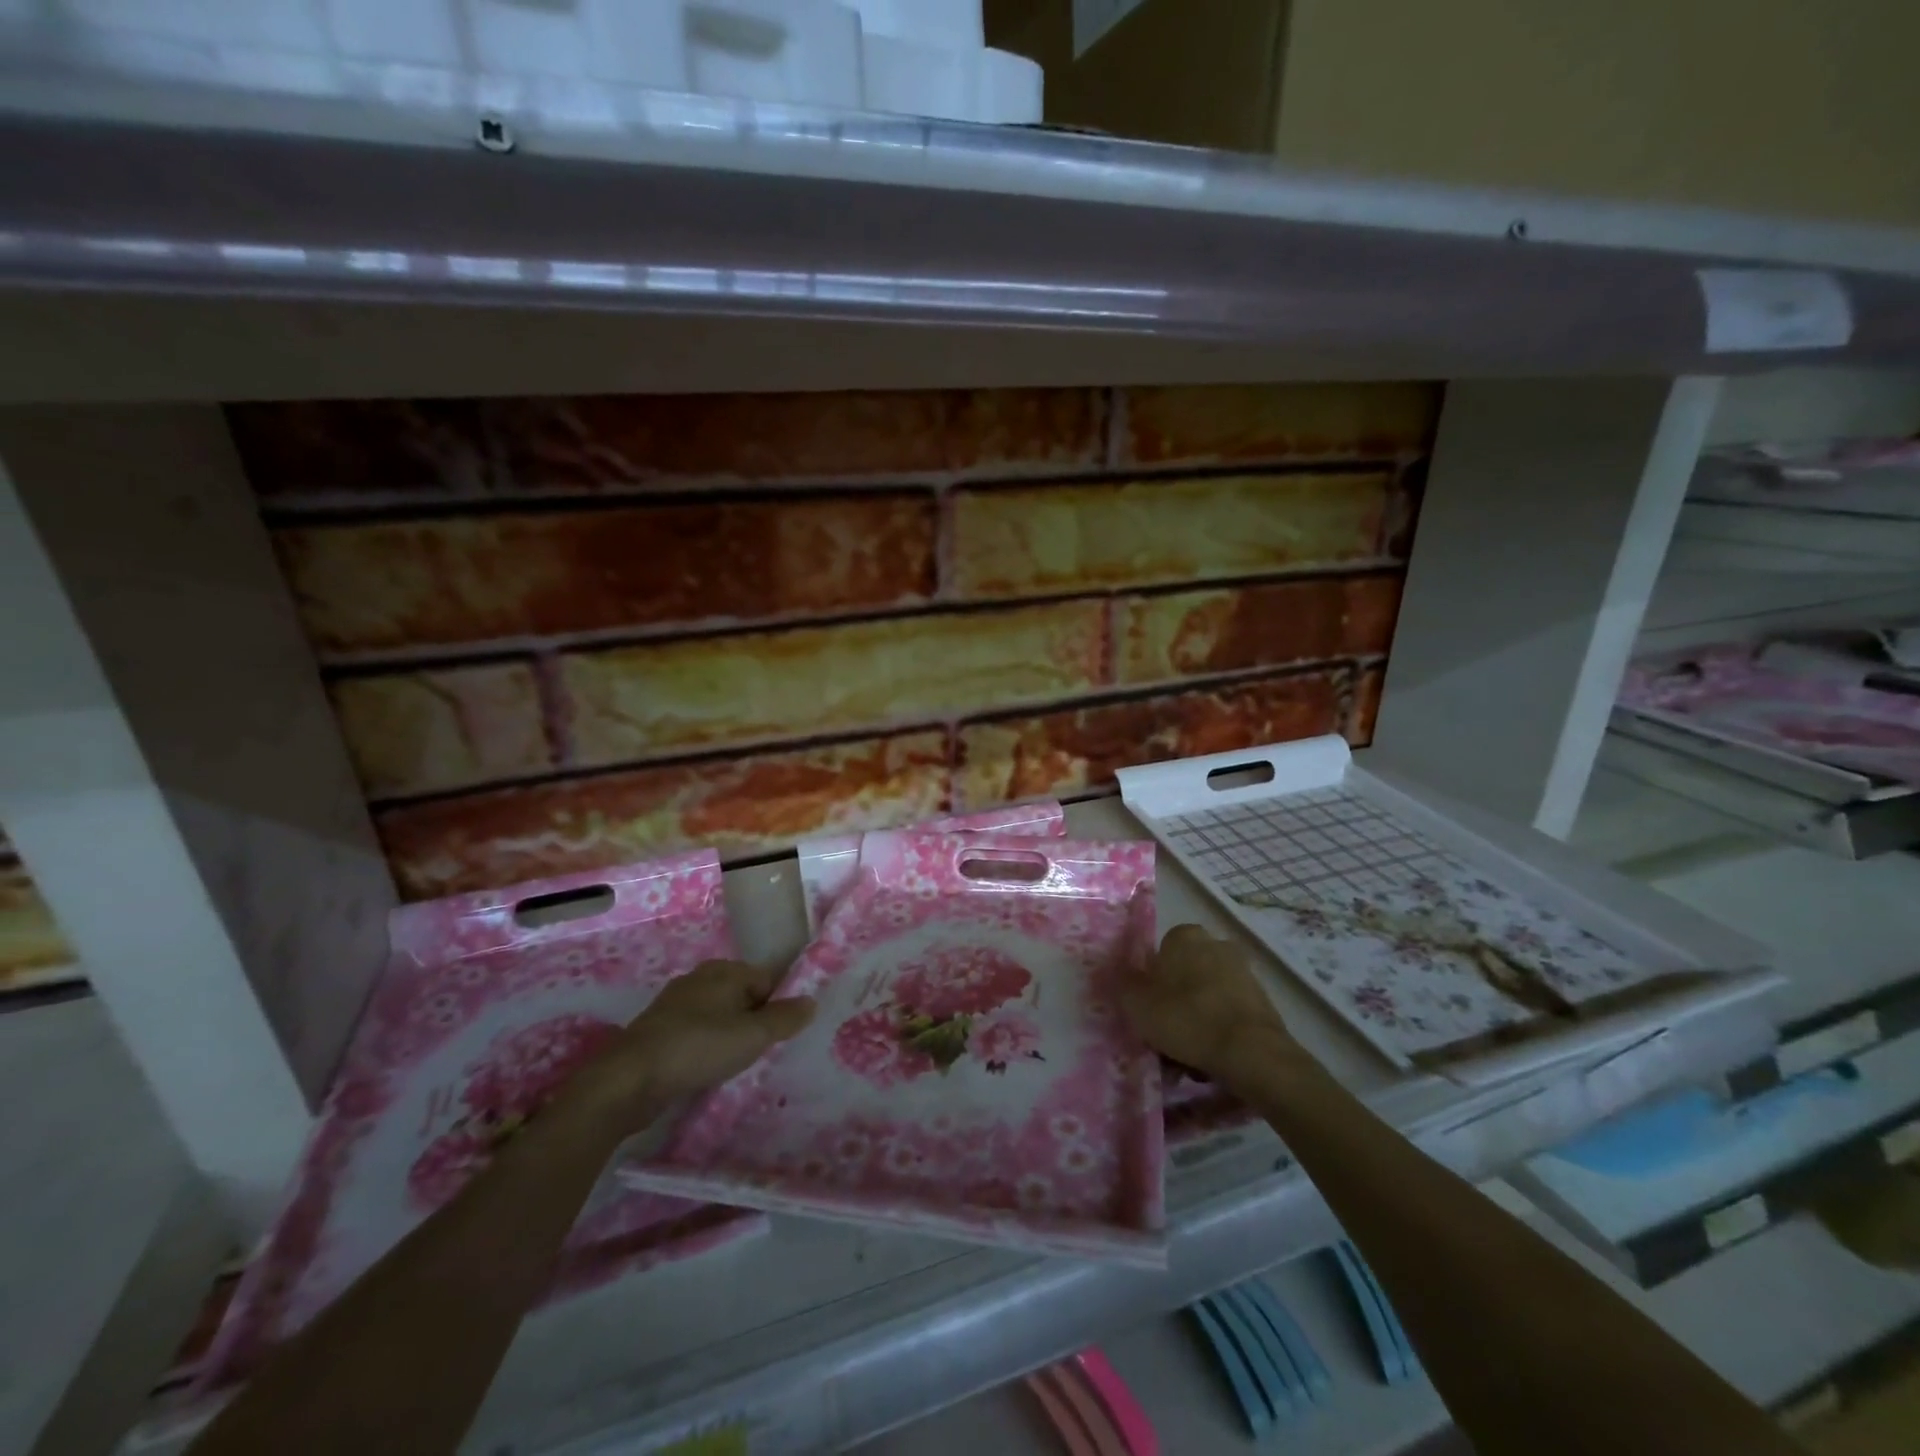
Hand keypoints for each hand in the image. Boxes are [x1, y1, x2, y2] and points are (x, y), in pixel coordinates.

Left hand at [564, 960, 814, 1134]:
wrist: (628, 1080)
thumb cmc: (698, 1048)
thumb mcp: (752, 1035)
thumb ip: (785, 1018)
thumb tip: (812, 1001)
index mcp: (724, 970)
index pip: (767, 980)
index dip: (780, 1005)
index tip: (784, 1035)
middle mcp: (700, 978)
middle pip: (743, 996)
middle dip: (755, 1021)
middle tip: (764, 1051)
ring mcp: (676, 1004)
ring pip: (719, 1015)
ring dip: (730, 1035)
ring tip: (738, 1064)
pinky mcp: (659, 1030)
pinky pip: (697, 1032)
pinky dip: (707, 1046)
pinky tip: (708, 1068)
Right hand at [1120, 925, 1298, 1087]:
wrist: (1250, 1052)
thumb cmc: (1186, 1018)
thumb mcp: (1137, 1004)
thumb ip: (1123, 985)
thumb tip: (1117, 974)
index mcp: (1184, 936)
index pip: (1160, 953)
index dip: (1151, 982)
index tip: (1149, 1009)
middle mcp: (1216, 943)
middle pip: (1185, 974)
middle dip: (1176, 1000)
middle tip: (1166, 1034)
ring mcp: (1243, 971)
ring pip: (1207, 995)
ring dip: (1197, 1018)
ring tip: (1188, 1055)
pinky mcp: (1262, 999)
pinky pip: (1228, 1012)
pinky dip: (1219, 1029)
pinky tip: (1212, 1056)